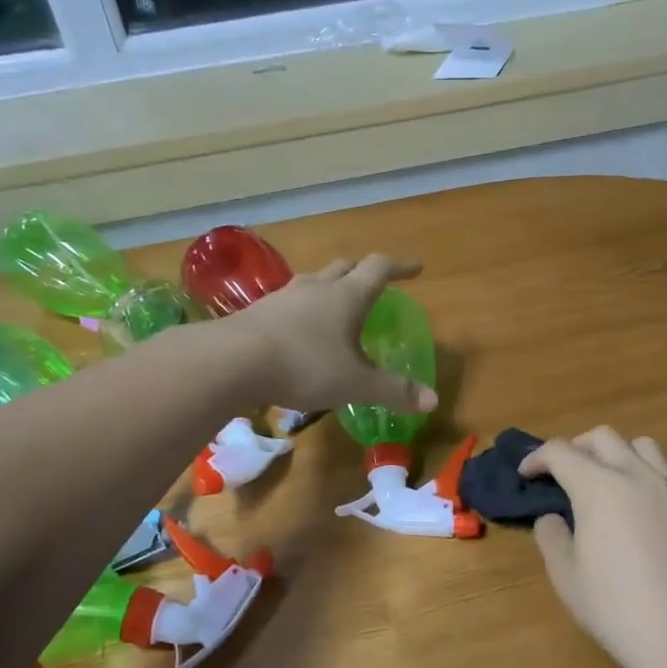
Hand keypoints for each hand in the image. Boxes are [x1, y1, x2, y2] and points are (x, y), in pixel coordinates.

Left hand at [221, 254, 437, 416]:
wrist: (233, 361)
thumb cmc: (305, 366)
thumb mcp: (356, 383)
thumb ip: (394, 391)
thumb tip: (433, 400)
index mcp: (347, 296)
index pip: (379, 268)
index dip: (400, 267)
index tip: (416, 269)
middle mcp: (316, 287)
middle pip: (344, 268)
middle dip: (361, 274)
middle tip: (372, 286)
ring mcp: (283, 297)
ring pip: (313, 283)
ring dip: (329, 291)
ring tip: (335, 310)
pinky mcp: (258, 312)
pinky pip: (289, 304)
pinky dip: (302, 312)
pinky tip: (299, 333)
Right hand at [520, 429, 666, 667]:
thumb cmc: (616, 607)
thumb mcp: (566, 576)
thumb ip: (552, 536)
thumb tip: (552, 518)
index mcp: (599, 487)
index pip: (561, 451)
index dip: (536, 457)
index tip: (525, 474)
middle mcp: (636, 475)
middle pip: (602, 438)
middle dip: (575, 447)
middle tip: (561, 474)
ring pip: (641, 446)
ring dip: (615, 453)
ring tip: (604, 481)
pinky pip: (665, 472)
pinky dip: (642, 474)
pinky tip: (637, 507)